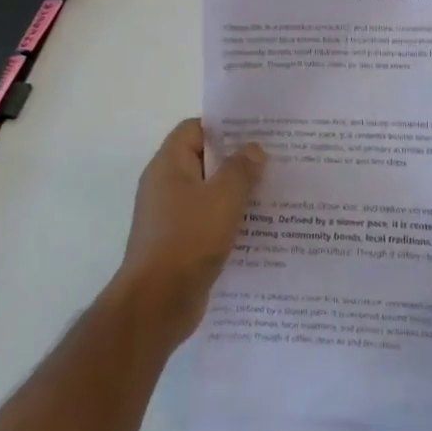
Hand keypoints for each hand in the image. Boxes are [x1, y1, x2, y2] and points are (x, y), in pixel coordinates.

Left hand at [113, 118, 264, 346]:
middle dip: (237, 159)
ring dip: (237, 192)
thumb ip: (241, 168)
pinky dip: (230, 219)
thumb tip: (253, 149)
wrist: (157, 304)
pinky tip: (259, 225)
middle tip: (274, 159)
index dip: (224, 126)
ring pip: (209, 193)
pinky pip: (209, 220)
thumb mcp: (224, 197)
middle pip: (204, 160)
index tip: (257, 131)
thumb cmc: (188, 239)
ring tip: (273, 190)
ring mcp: (171, 217)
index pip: (194, 129)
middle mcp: (165, 186)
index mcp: (168, 166)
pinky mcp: (180, 244)